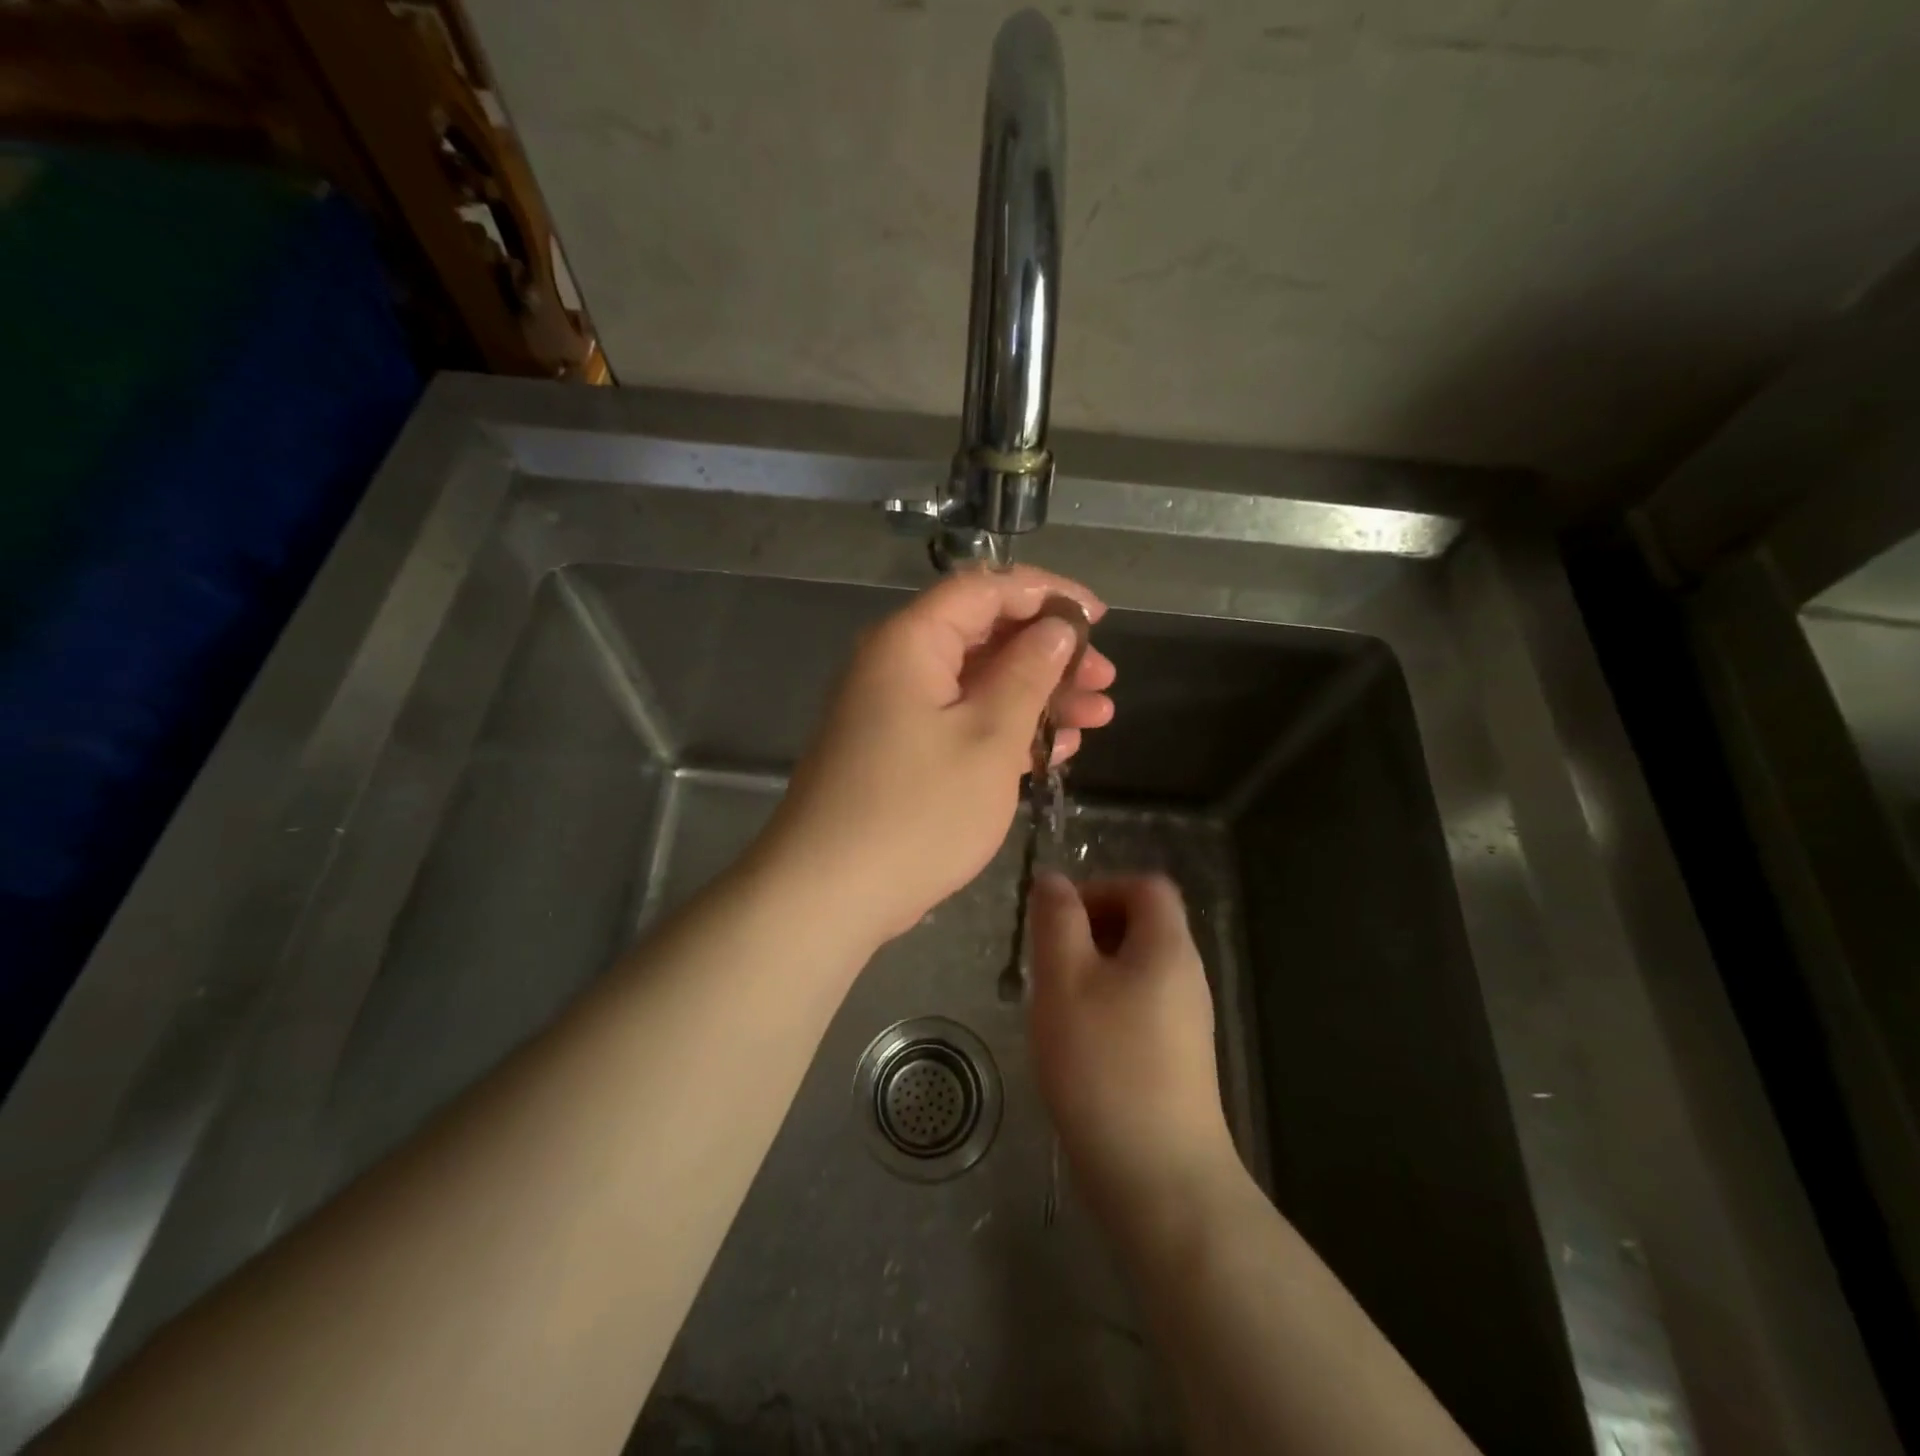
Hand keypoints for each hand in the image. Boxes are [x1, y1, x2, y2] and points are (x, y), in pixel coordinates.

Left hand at [758, 567, 1115, 946]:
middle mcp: (897, 665)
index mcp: (910, 642)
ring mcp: (895, 712)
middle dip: (1049, 653)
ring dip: (1037, 696)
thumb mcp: (989, 739)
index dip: (1047, 593)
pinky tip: (1053, 750)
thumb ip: (1027, 674)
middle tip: (1104, 678)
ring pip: (977, 684)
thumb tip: (1055, 628)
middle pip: (983, 636)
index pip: (984, 589)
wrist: (828, 894)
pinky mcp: (898, 752)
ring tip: (1097, 716)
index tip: (1098, 616)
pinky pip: (959, 722)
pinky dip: (1005, 730)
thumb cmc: (917, 811)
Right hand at [1027, 873, 1243, 1234]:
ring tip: (1056, 1006)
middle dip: (1089, 932)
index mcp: (1168, 947)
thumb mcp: (1065, 980)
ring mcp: (1186, 1022)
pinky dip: (1106, 1007)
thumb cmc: (1104, 1065)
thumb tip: (1054, 880)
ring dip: (1092, 972)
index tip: (1059, 922)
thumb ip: (1057, 921)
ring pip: (1136, 969)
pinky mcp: (1178, 1060)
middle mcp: (1186, 977)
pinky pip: (1139, 1007)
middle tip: (1049, 965)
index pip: (1145, 887)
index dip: (1100, 888)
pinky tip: (1078, 1045)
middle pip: (1142, 925)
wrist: (1158, 1178)